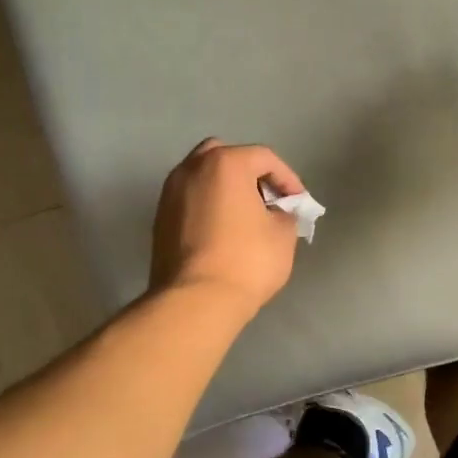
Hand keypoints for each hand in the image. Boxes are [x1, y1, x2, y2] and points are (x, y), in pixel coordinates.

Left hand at [149, 139, 305, 315]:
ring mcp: (169, 193)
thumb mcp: (283, 235)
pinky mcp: (159, 219)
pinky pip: (190, 200)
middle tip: (267, 199)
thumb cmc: (246, 261)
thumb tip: (276, 213)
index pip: (264, 158)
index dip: (287, 178)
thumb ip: (285, 213)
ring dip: (225, 188)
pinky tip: (223, 231)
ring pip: (202, 177)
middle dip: (249, 173)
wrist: (195, 301)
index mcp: (225, 163)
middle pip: (225, 156)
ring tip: (245, 216)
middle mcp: (192, 169)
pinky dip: (208, 205)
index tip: (298, 202)